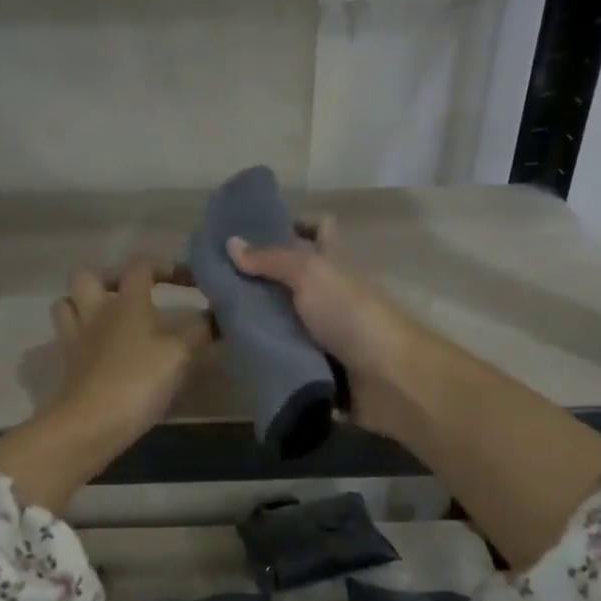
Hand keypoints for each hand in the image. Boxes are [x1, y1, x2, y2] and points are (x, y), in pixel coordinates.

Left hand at [0, 256, 210, 512]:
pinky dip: (85, 338)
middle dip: (108, 278)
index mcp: (127, 302)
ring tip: (110, 319)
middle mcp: (97, 313)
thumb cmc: (139, 380)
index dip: (165, 266)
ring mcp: (77, 339)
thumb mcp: (180, 356)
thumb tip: (216, 318)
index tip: (190, 280)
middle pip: (87, 276)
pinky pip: (70, 339)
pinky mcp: (69, 366)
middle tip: (132, 295)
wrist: (91, 424)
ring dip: (85, 304)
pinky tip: (105, 352)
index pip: (141, 266)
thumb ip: (199, 334)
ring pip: (67, 305)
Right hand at [226, 219, 434, 439]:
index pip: (319, 229)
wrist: (387, 377)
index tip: (255, 230)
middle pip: (292, 276)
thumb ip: (271, 259)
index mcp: (334, 261)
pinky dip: (264, 351)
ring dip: (256, 318)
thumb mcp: (310, 274)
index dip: (294, 223)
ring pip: (284, 317)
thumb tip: (231, 242)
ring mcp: (325, 329)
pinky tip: (234, 351)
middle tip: (215, 280)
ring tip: (213, 318)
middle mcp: (330, 291)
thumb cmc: (351, 313)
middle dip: (258, 278)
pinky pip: (284, 352)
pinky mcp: (318, 363)